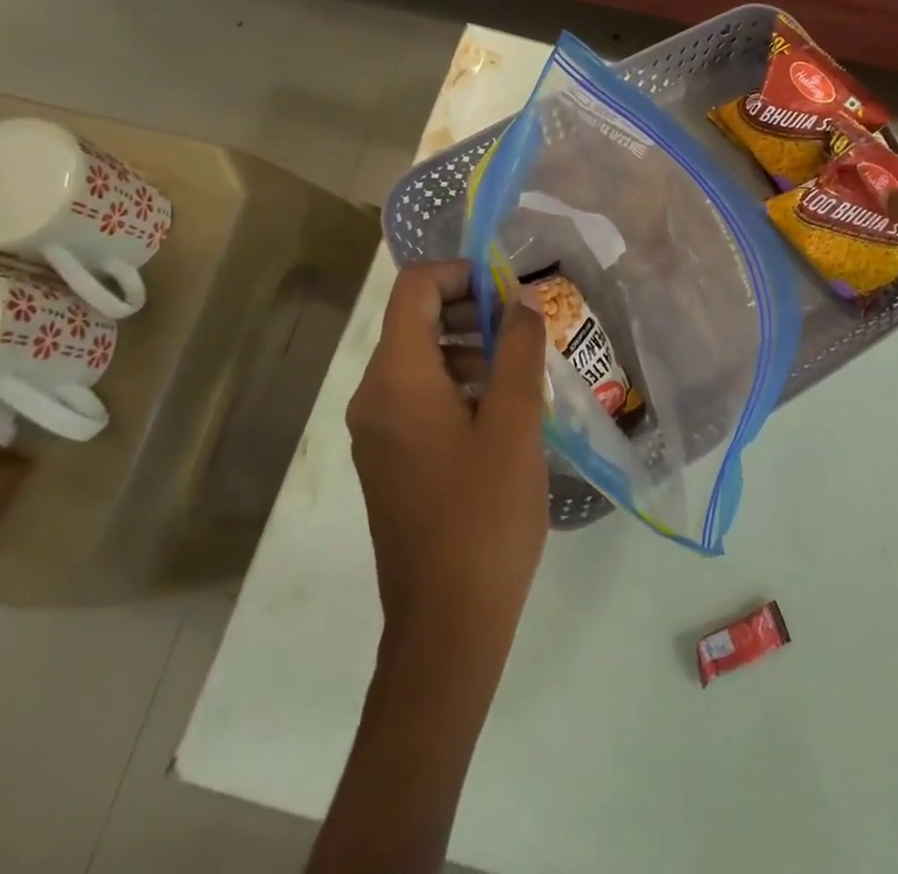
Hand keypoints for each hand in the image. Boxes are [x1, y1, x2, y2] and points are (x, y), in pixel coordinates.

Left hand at [347, 261, 548, 663]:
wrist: (447, 624)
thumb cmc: (484, 514)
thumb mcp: (514, 422)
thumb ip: (518, 349)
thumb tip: (522, 297)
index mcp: (396, 379)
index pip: (414, 288)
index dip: (461, 274)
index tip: (509, 294)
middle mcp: (373, 396)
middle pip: (415, 321)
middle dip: (472, 313)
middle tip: (525, 334)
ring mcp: (376, 432)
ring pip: (421, 360)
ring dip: (470, 351)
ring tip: (521, 378)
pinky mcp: (389, 460)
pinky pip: (419, 398)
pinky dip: (458, 386)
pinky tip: (501, 417)